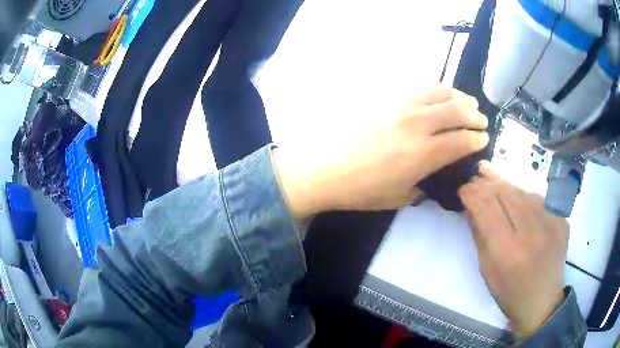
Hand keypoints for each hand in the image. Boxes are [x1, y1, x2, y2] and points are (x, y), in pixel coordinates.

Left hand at [275, 86, 488, 217]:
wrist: (327, 170)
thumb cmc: (364, 190)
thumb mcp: (400, 197)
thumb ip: (423, 184)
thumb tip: (432, 175)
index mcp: (424, 154)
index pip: (462, 141)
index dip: (477, 139)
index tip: (483, 139)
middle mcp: (417, 124)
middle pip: (456, 111)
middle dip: (474, 115)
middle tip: (480, 119)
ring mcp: (400, 106)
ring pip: (439, 93)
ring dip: (458, 97)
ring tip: (467, 101)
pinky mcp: (386, 98)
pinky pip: (417, 87)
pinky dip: (434, 89)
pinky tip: (439, 93)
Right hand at [458, 163, 568, 338]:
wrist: (542, 302)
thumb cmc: (510, 293)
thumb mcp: (487, 271)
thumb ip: (480, 236)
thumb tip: (469, 207)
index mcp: (508, 252)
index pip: (487, 209)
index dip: (472, 194)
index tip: (462, 188)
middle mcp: (532, 232)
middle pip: (506, 194)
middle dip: (486, 183)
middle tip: (474, 176)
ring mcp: (550, 223)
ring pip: (523, 191)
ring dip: (505, 184)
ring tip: (490, 175)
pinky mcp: (561, 220)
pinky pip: (539, 199)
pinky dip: (524, 195)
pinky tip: (516, 196)